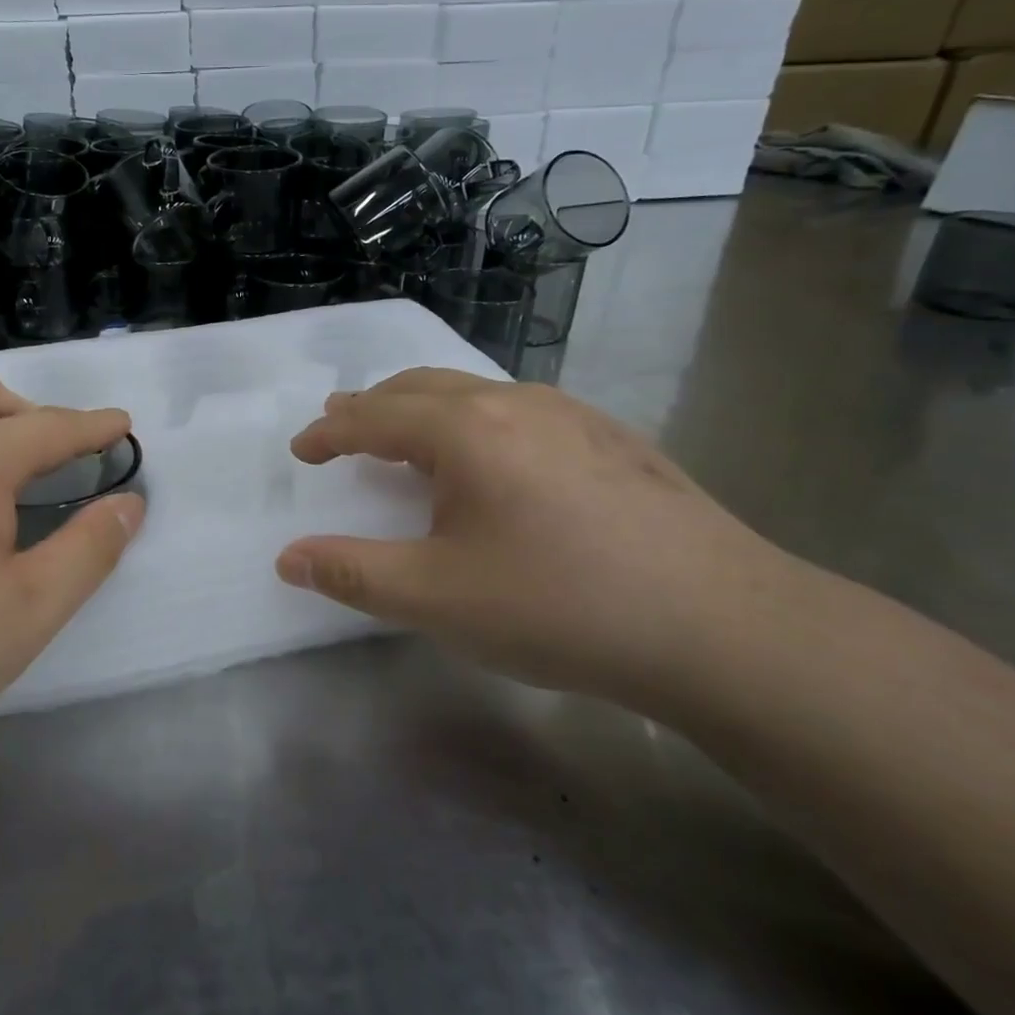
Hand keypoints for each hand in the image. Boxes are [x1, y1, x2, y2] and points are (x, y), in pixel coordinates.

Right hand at [276, 369, 800, 708]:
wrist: (725, 627)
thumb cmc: (561, 607)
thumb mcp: (438, 599)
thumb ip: (354, 574)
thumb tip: (288, 557)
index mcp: (465, 430)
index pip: (372, 417)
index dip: (329, 433)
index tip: (302, 449)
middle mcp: (514, 403)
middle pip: (420, 387)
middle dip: (371, 406)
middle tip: (342, 427)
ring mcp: (572, 415)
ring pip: (474, 393)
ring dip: (424, 410)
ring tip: (407, 439)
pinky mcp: (613, 438)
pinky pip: (519, 410)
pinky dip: (475, 421)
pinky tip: (494, 460)